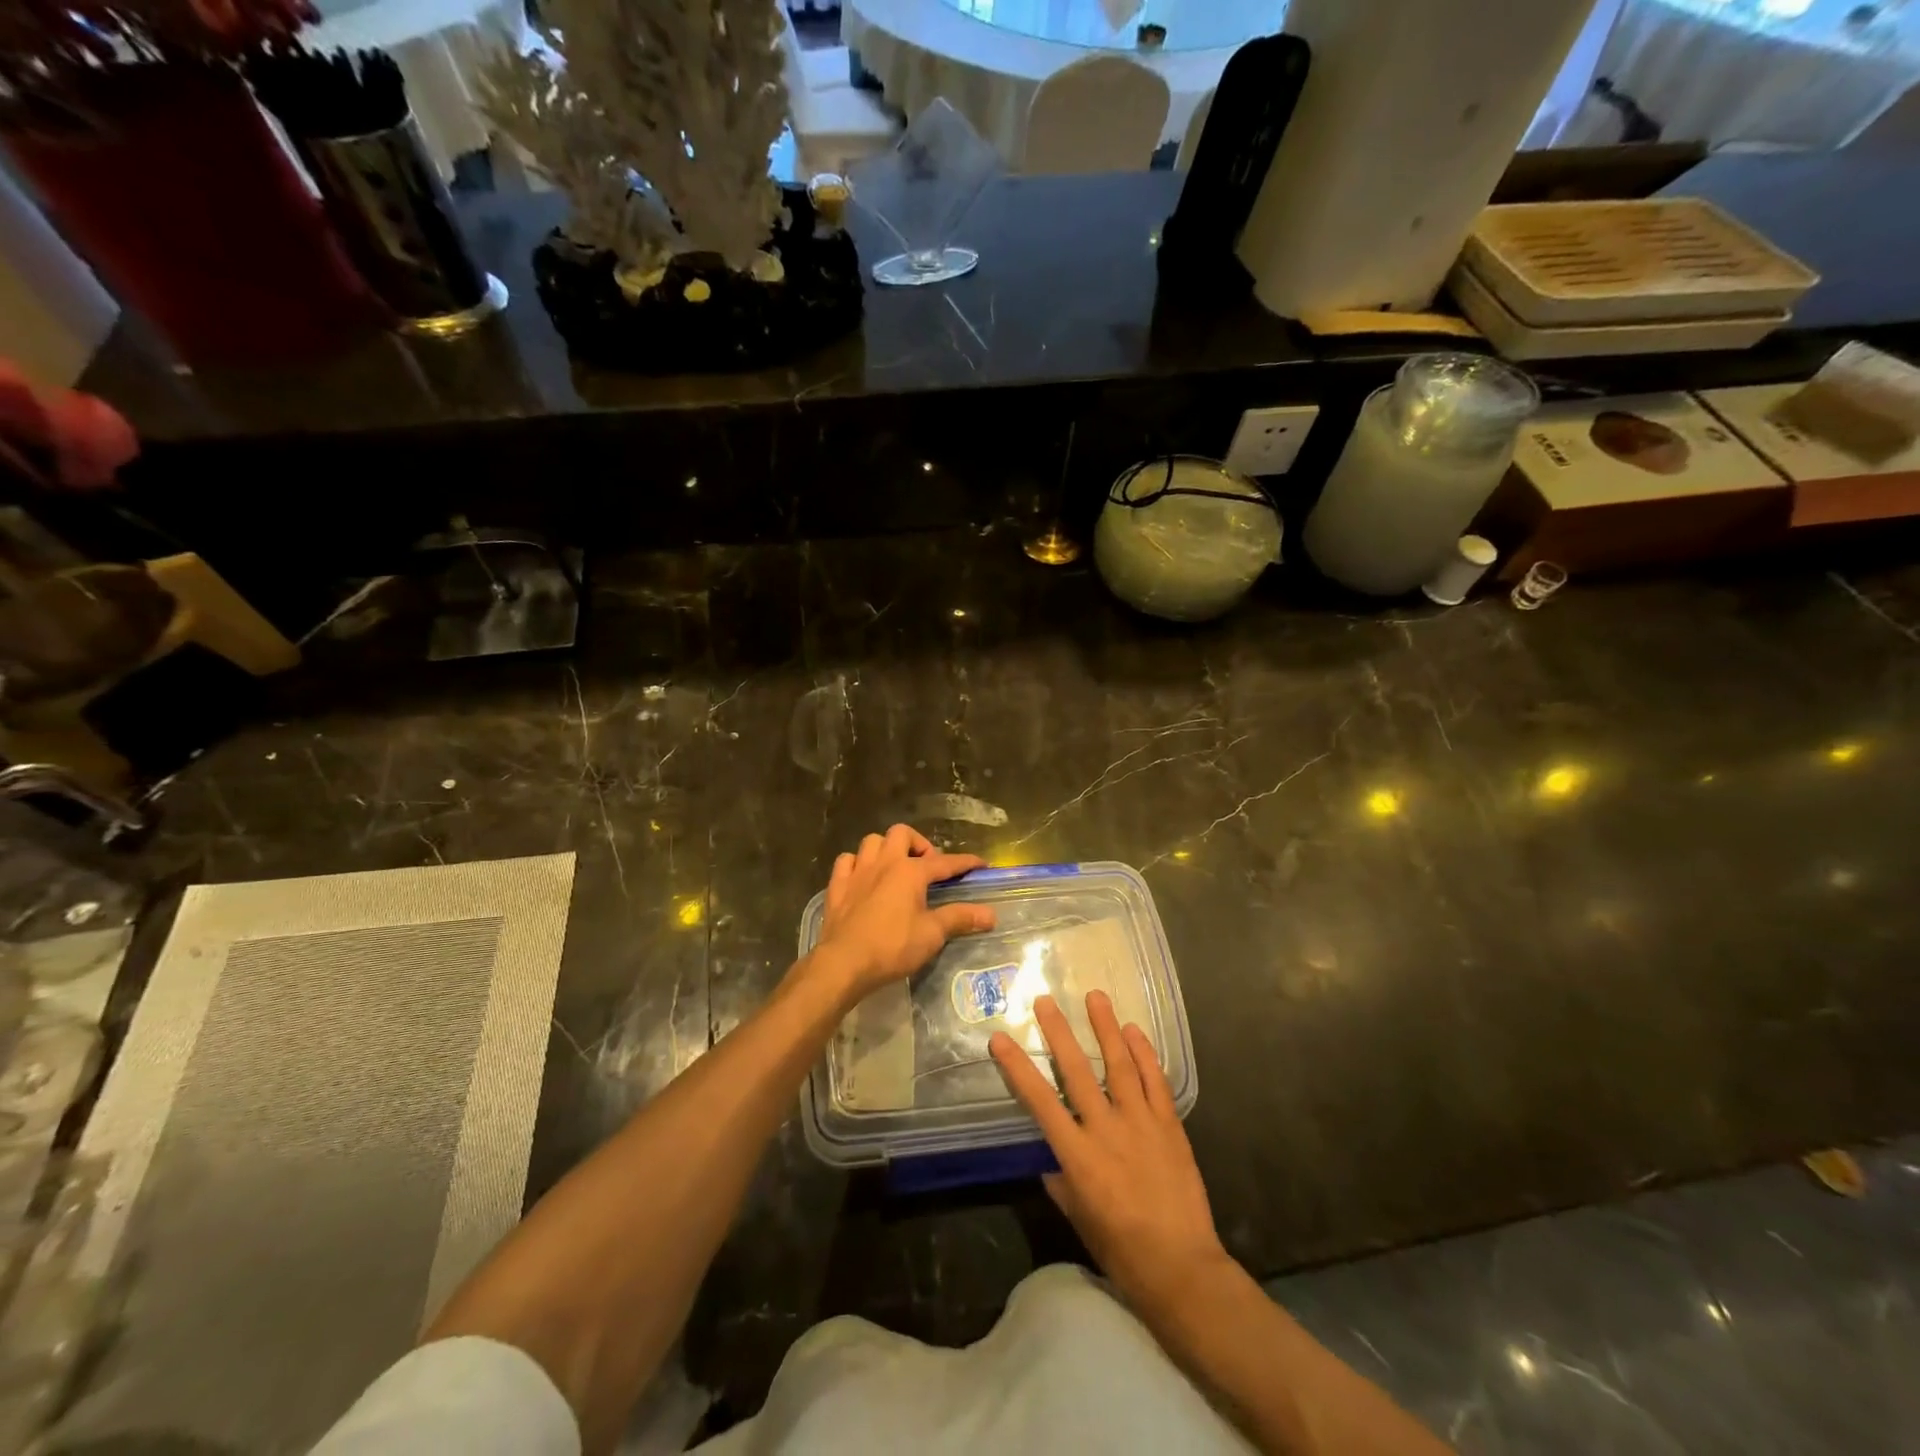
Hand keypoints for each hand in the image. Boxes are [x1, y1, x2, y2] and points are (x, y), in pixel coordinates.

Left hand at [812, 824, 993, 999]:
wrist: (844, 963)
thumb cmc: (892, 946)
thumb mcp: (932, 934)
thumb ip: (960, 918)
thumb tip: (991, 914)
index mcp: (910, 871)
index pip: (945, 862)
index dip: (965, 862)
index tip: (981, 864)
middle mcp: (884, 862)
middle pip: (902, 833)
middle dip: (918, 844)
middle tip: (927, 866)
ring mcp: (857, 871)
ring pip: (872, 841)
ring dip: (886, 848)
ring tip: (896, 868)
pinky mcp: (837, 885)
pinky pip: (847, 861)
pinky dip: (857, 863)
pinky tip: (863, 877)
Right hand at [990, 991, 1228, 1315]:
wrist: (1182, 1268)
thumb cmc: (1122, 1251)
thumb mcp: (1079, 1218)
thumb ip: (1062, 1182)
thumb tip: (1051, 1160)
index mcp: (1077, 1156)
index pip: (1039, 1101)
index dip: (1018, 1067)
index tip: (1000, 1039)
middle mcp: (1106, 1129)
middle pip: (1077, 1071)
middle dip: (1059, 1032)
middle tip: (1046, 1001)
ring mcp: (1141, 1123)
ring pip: (1119, 1065)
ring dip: (1106, 1028)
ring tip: (1095, 997)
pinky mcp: (1169, 1125)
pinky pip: (1155, 1081)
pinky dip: (1144, 1054)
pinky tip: (1135, 1032)